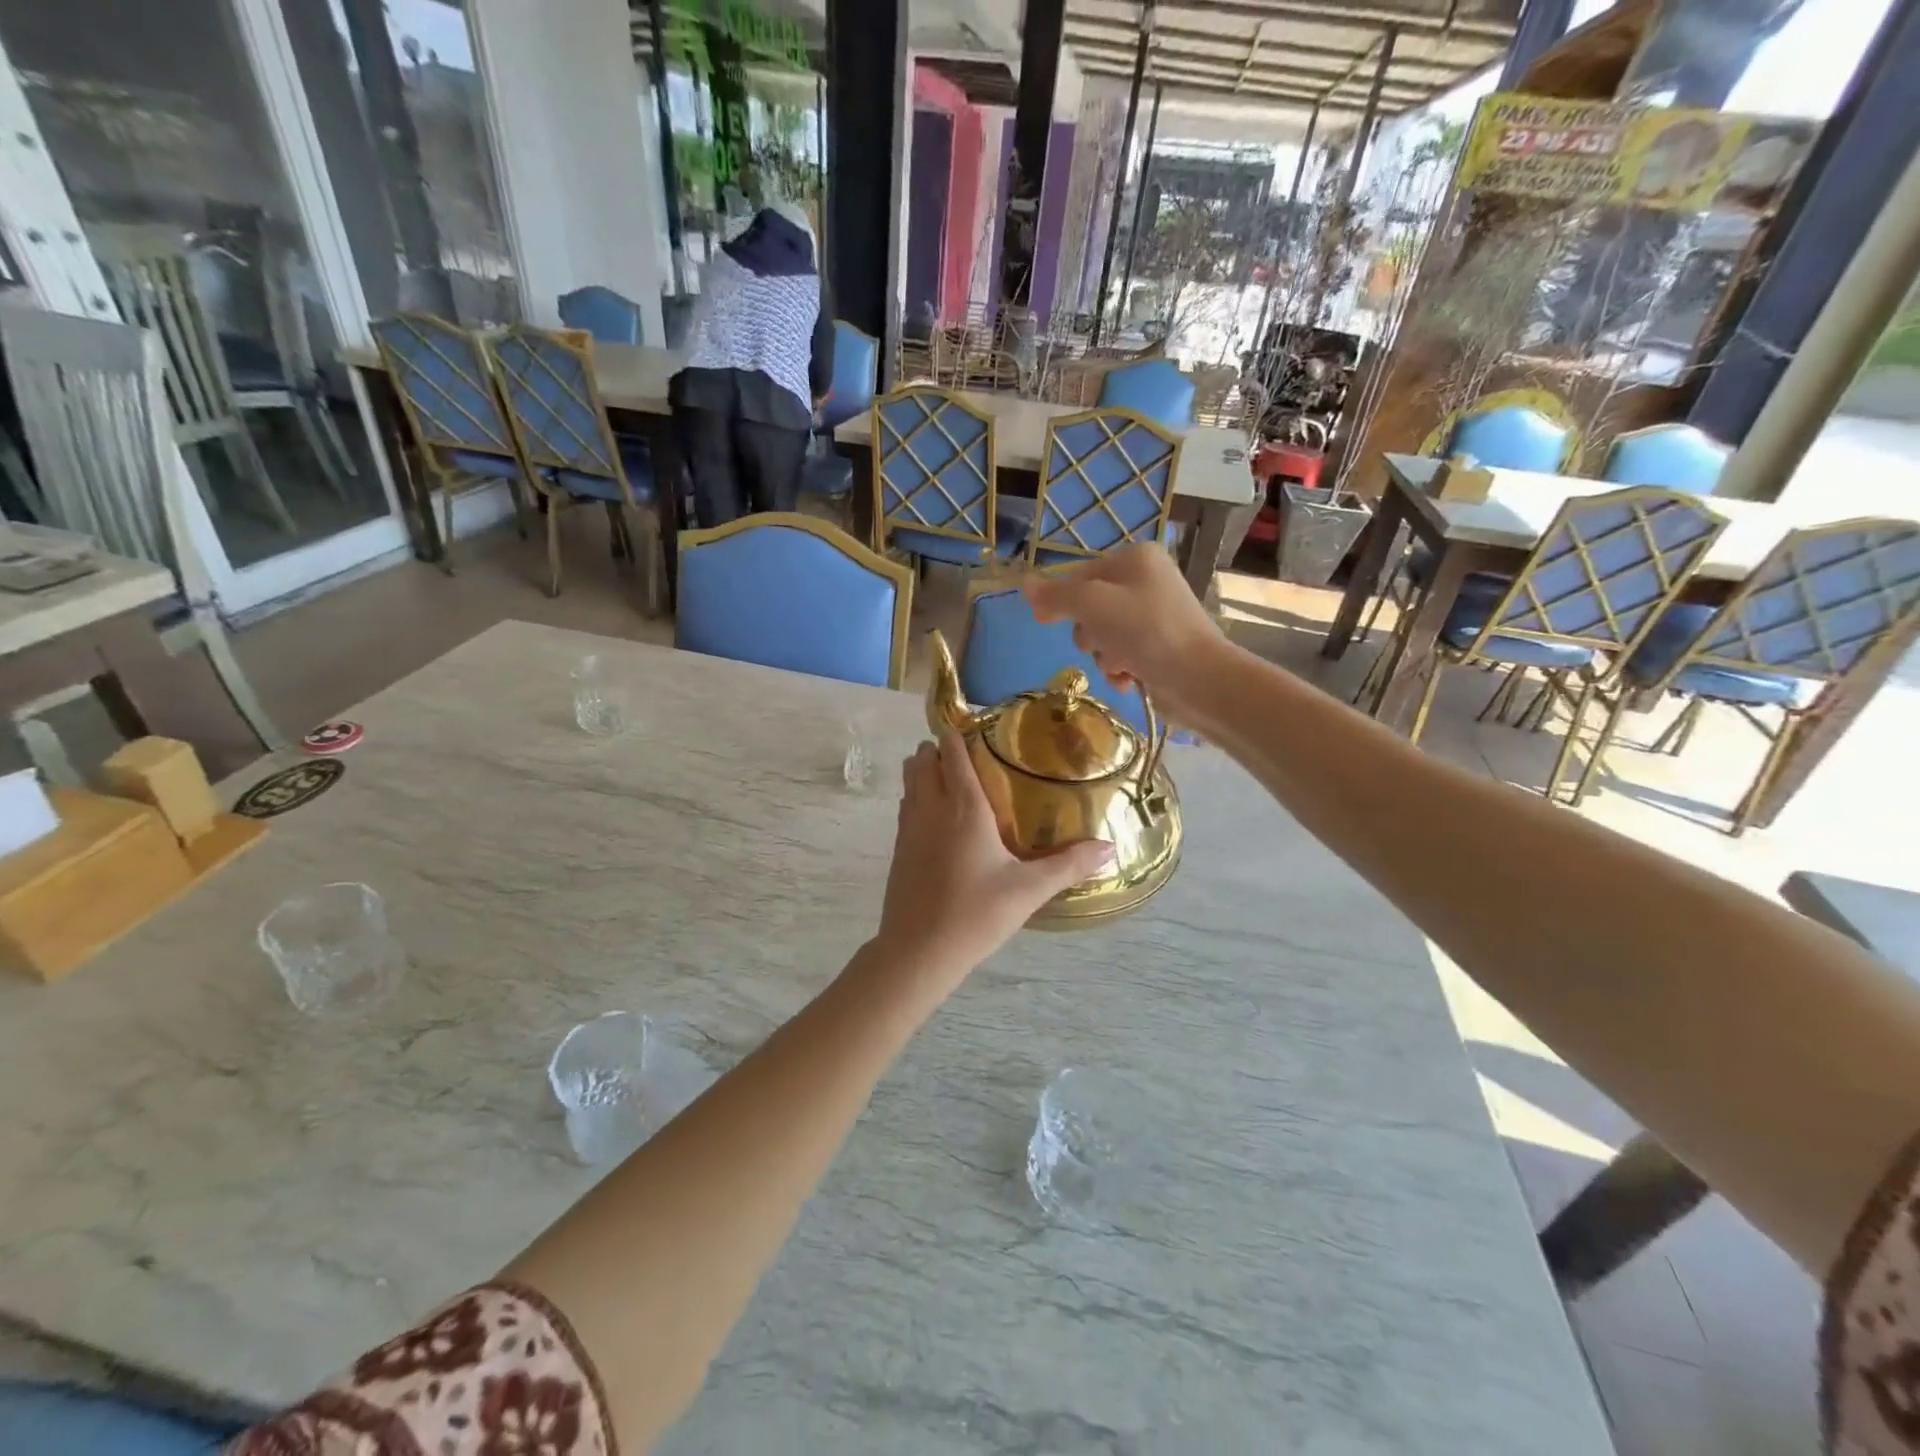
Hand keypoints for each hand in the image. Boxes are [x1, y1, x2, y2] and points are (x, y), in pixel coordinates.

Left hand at [875, 732, 1113, 978]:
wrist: (918, 952)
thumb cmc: (976, 914)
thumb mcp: (1029, 890)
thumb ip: (1069, 865)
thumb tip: (1110, 847)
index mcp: (963, 807)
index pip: (952, 752)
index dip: (959, 734)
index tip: (980, 730)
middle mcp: (930, 807)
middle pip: (923, 758)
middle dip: (940, 749)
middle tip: (971, 758)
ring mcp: (908, 827)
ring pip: (909, 780)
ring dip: (925, 770)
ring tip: (955, 781)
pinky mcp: (897, 848)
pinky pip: (905, 805)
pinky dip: (917, 796)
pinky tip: (940, 820)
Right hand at [1024, 544, 1227, 719]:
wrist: (1198, 678)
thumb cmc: (1145, 631)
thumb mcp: (1092, 605)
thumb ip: (1056, 595)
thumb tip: (1025, 585)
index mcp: (1135, 559)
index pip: (1080, 575)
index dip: (1061, 600)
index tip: (1043, 621)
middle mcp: (1146, 581)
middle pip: (1090, 608)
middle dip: (1090, 633)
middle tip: (1103, 642)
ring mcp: (1154, 617)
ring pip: (1103, 636)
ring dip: (1104, 656)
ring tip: (1122, 664)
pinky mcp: (1158, 648)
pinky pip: (1121, 656)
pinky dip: (1119, 670)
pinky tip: (1131, 678)